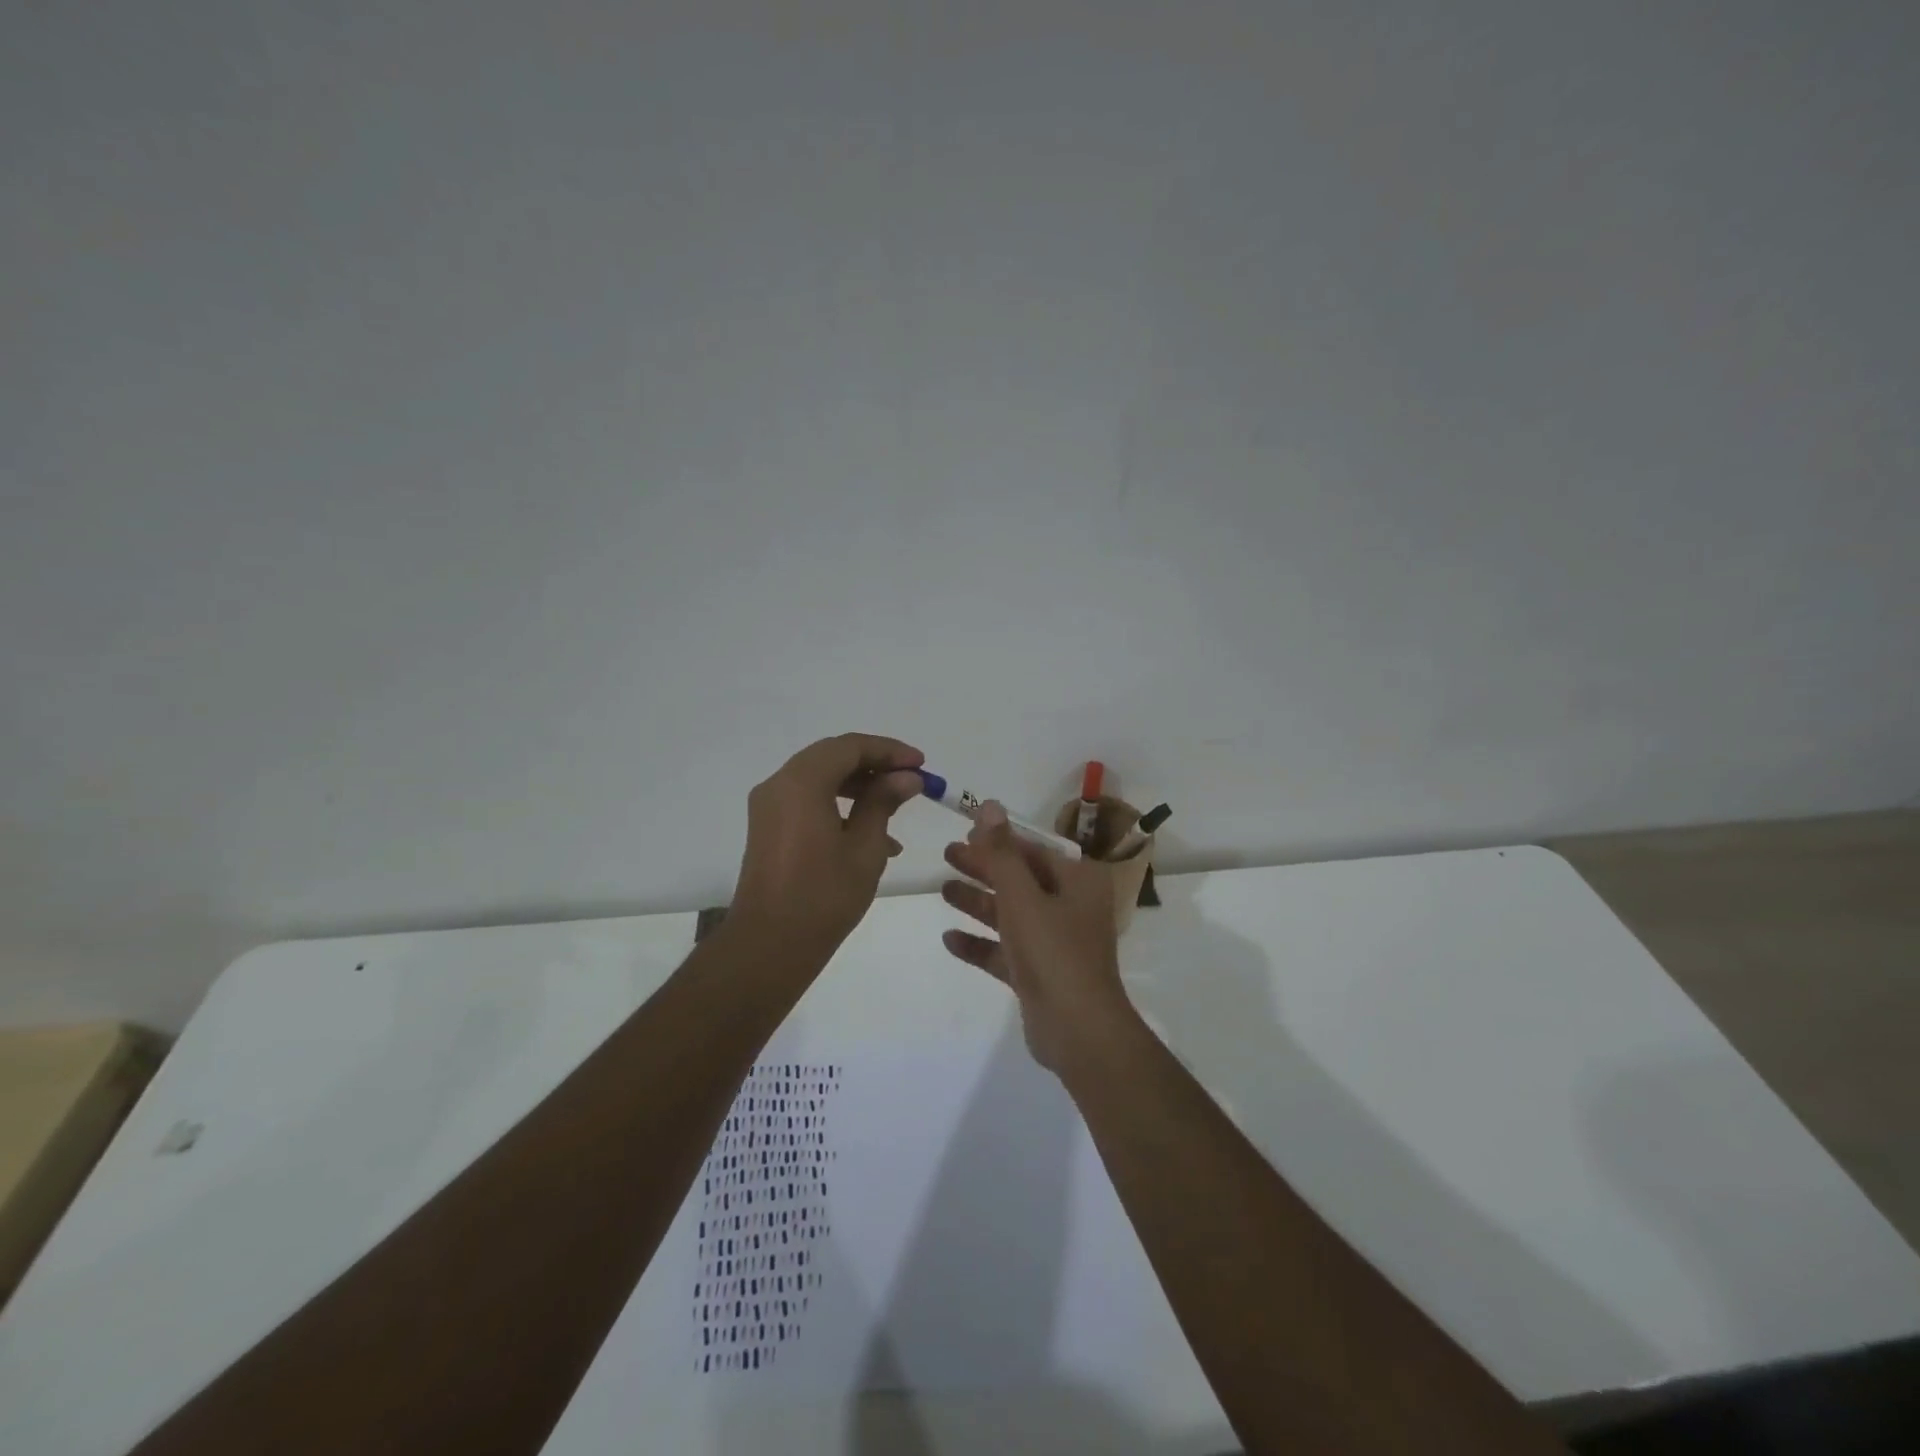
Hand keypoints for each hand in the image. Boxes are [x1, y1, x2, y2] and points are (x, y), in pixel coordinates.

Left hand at [732, 734, 924, 950]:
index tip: (921, 764)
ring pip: (820, 778)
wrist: (769, 946)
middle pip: (832, 757)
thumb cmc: (823, 897)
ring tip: (897, 807)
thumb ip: (884, 803)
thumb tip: (906, 777)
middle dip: (875, 765)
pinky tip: (873, 834)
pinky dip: (839, 805)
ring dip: (860, 786)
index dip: (889, 750)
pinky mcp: (768, 828)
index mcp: (801, 783)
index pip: (850, 747)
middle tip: (912, 780)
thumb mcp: (865, 848)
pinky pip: (808, 801)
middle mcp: (779, 785)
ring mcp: (769, 807)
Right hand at [940, 802, 1133, 1070]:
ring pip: (1010, 914)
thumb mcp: (1023, 896)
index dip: (999, 840)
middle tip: (946, 855)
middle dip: (983, 868)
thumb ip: (1002, 852)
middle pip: (1019, 879)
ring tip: (942, 889)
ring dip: (978, 902)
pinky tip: (949, 938)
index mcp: (1077, 882)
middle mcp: (1069, 907)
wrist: (1078, 1030)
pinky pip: (1004, 951)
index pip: (1033, 850)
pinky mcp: (1039, 974)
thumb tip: (989, 805)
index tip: (965, 832)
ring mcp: (1054, 942)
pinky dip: (980, 943)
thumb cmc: (1053, 951)